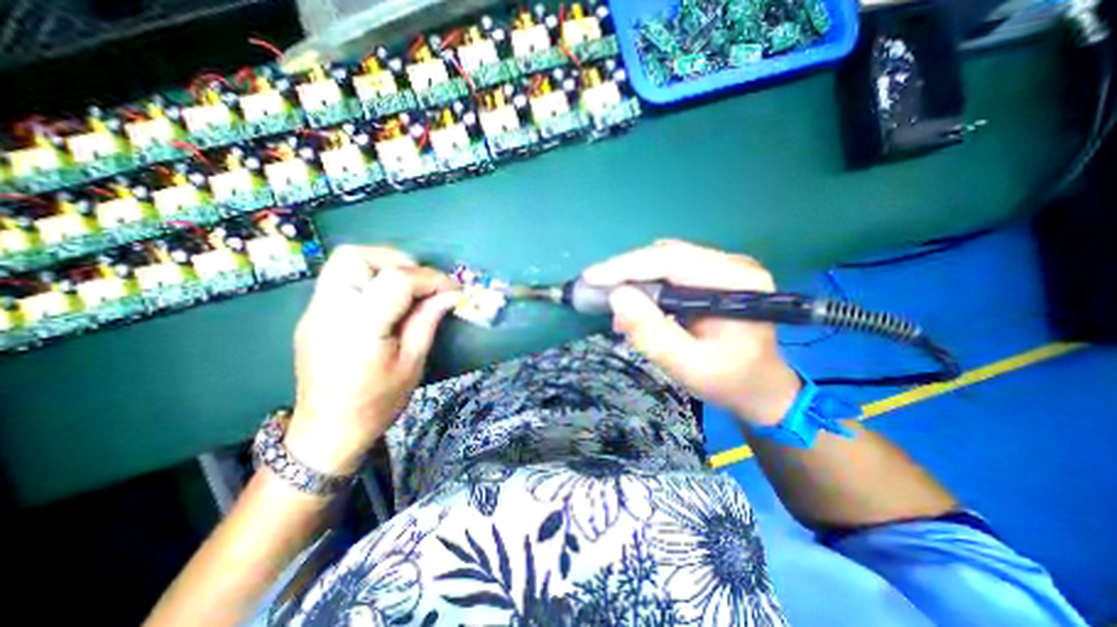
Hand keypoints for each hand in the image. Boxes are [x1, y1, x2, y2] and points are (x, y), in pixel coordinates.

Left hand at [287, 244, 461, 475]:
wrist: (327, 431)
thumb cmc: (377, 403)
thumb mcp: (412, 363)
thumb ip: (428, 320)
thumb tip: (451, 294)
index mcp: (359, 327)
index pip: (397, 280)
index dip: (431, 279)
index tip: (453, 290)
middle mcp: (329, 310)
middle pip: (357, 256)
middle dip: (398, 261)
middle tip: (423, 283)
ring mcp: (315, 310)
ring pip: (345, 261)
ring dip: (382, 265)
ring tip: (407, 288)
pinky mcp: (314, 314)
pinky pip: (342, 279)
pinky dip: (370, 278)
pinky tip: (387, 303)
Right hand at [586, 239, 803, 426]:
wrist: (759, 387)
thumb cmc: (728, 381)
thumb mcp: (688, 366)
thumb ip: (652, 333)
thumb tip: (617, 297)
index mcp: (736, 282)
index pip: (673, 261)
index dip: (627, 266)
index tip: (591, 277)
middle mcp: (732, 264)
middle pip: (667, 256)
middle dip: (626, 272)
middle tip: (595, 290)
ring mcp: (723, 267)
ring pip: (665, 261)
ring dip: (634, 278)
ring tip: (614, 302)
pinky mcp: (712, 275)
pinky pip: (670, 271)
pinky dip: (646, 284)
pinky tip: (636, 303)